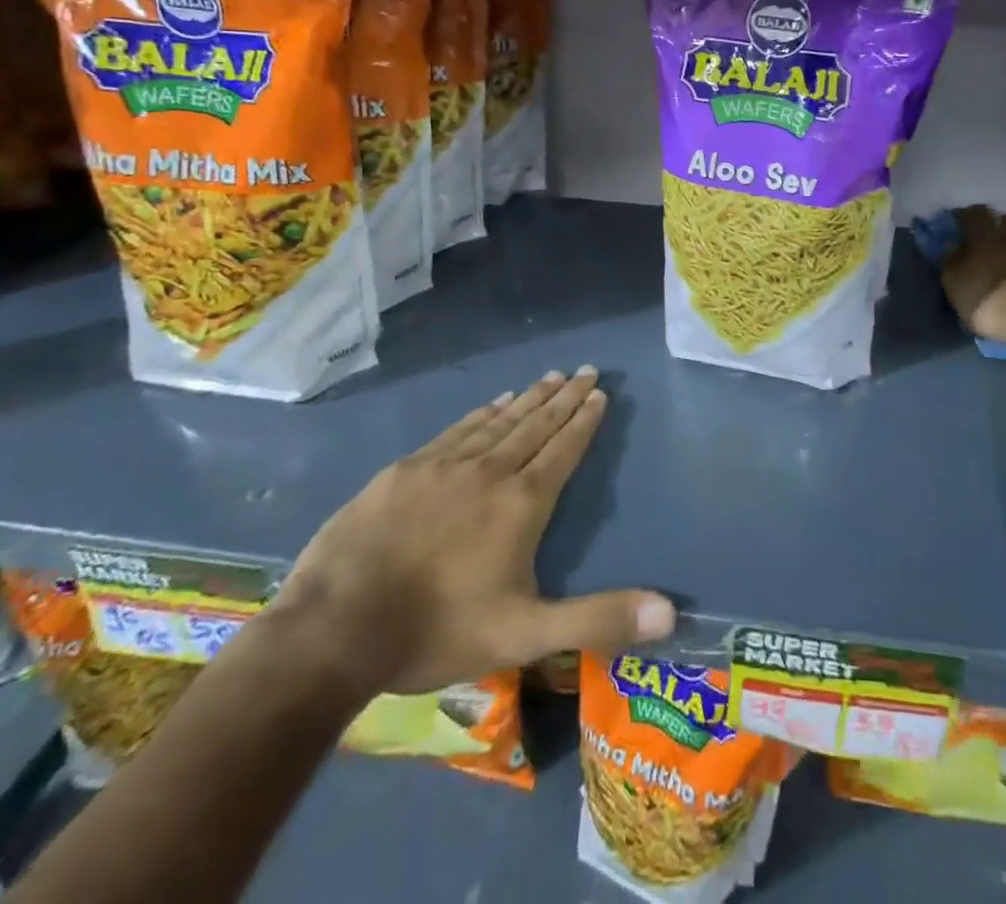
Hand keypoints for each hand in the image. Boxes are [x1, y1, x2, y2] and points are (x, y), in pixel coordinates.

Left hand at [269, 367, 673, 698]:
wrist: (335, 629)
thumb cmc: (438, 631)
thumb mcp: (526, 635)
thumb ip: (598, 619)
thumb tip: (670, 613)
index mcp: (522, 503)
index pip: (563, 449)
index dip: (584, 420)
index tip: (600, 392)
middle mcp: (489, 471)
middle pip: (536, 424)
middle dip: (564, 397)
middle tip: (585, 369)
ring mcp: (444, 465)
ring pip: (498, 421)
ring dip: (529, 398)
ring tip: (550, 377)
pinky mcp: (405, 470)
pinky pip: (457, 429)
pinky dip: (482, 413)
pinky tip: (492, 403)